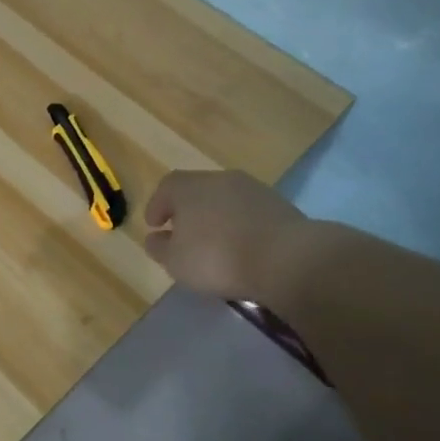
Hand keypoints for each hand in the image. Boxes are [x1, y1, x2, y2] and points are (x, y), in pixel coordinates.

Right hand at [143, 170, 304, 299]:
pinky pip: (250, 213)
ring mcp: (253, 189)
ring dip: (217, 217)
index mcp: (189, 187)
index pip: (166, 187)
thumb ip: (160, 248)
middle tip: (183, 233)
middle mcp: (220, 179)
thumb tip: (155, 238)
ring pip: (225, 200)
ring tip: (215, 243)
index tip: (154, 225)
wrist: (286, 258)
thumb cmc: (218, 257)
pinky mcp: (280, 205)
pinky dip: (241, 225)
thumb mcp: (176, 261)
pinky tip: (242, 247)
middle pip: (197, 190)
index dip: (157, 205)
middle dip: (188, 210)